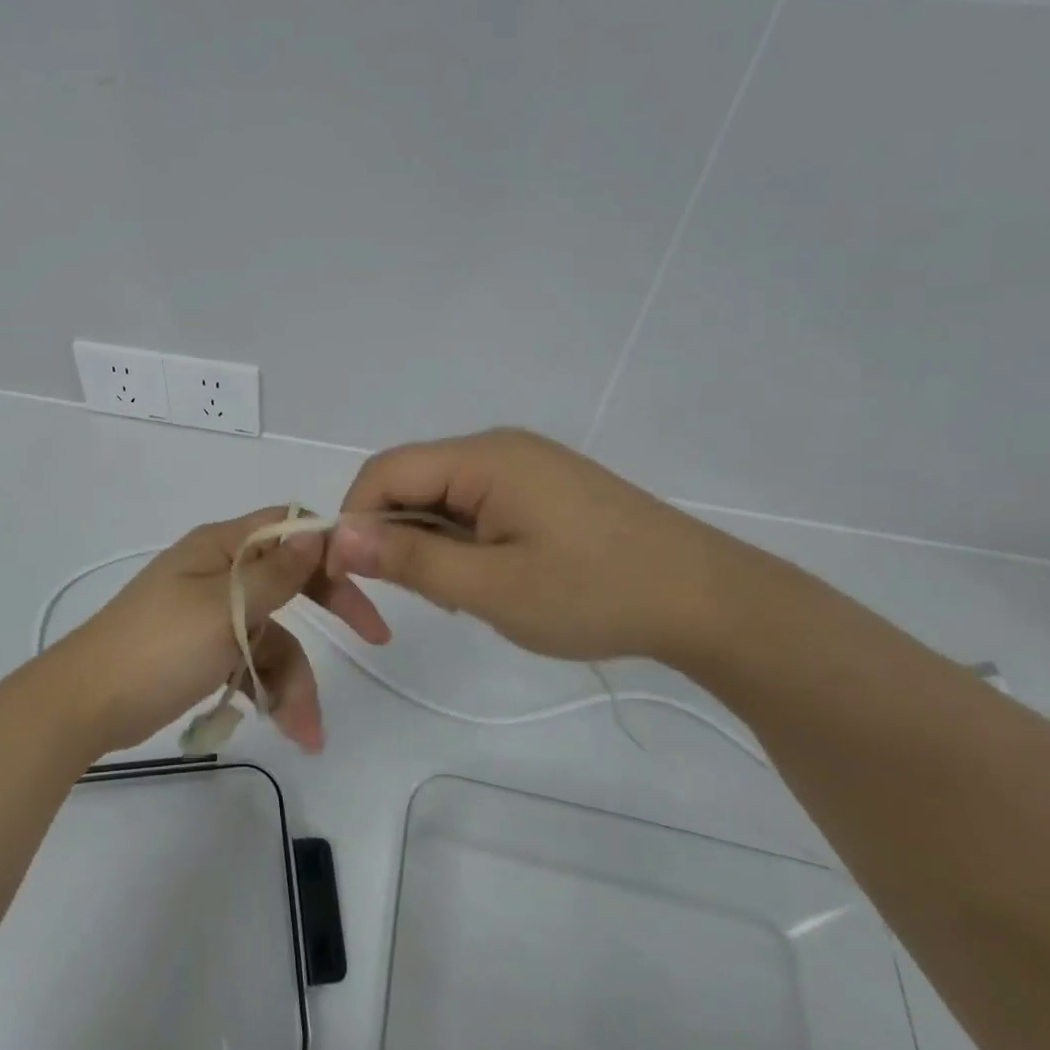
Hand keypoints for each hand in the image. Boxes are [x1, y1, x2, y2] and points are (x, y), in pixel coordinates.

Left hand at [52, 508, 389, 755]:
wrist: (84, 705)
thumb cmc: (158, 647)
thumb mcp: (225, 608)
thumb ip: (276, 574)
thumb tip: (315, 531)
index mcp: (220, 547)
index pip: (287, 527)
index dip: (328, 546)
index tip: (365, 575)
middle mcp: (219, 572)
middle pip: (290, 580)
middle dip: (330, 609)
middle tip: (375, 637)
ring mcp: (210, 612)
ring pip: (273, 634)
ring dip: (294, 679)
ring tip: (306, 731)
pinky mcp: (201, 650)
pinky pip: (248, 660)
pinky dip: (265, 689)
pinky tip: (280, 724)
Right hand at [327, 428, 754, 665]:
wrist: (710, 601)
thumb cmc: (596, 593)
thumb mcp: (492, 588)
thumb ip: (411, 559)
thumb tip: (339, 536)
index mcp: (483, 457)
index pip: (384, 472)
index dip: (354, 519)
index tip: (353, 578)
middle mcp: (498, 447)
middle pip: (413, 480)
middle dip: (399, 536)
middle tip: (427, 597)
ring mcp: (526, 465)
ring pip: (444, 496)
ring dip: (434, 543)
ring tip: (470, 594)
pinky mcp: (544, 487)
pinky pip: (477, 504)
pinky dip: (466, 541)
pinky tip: (496, 578)